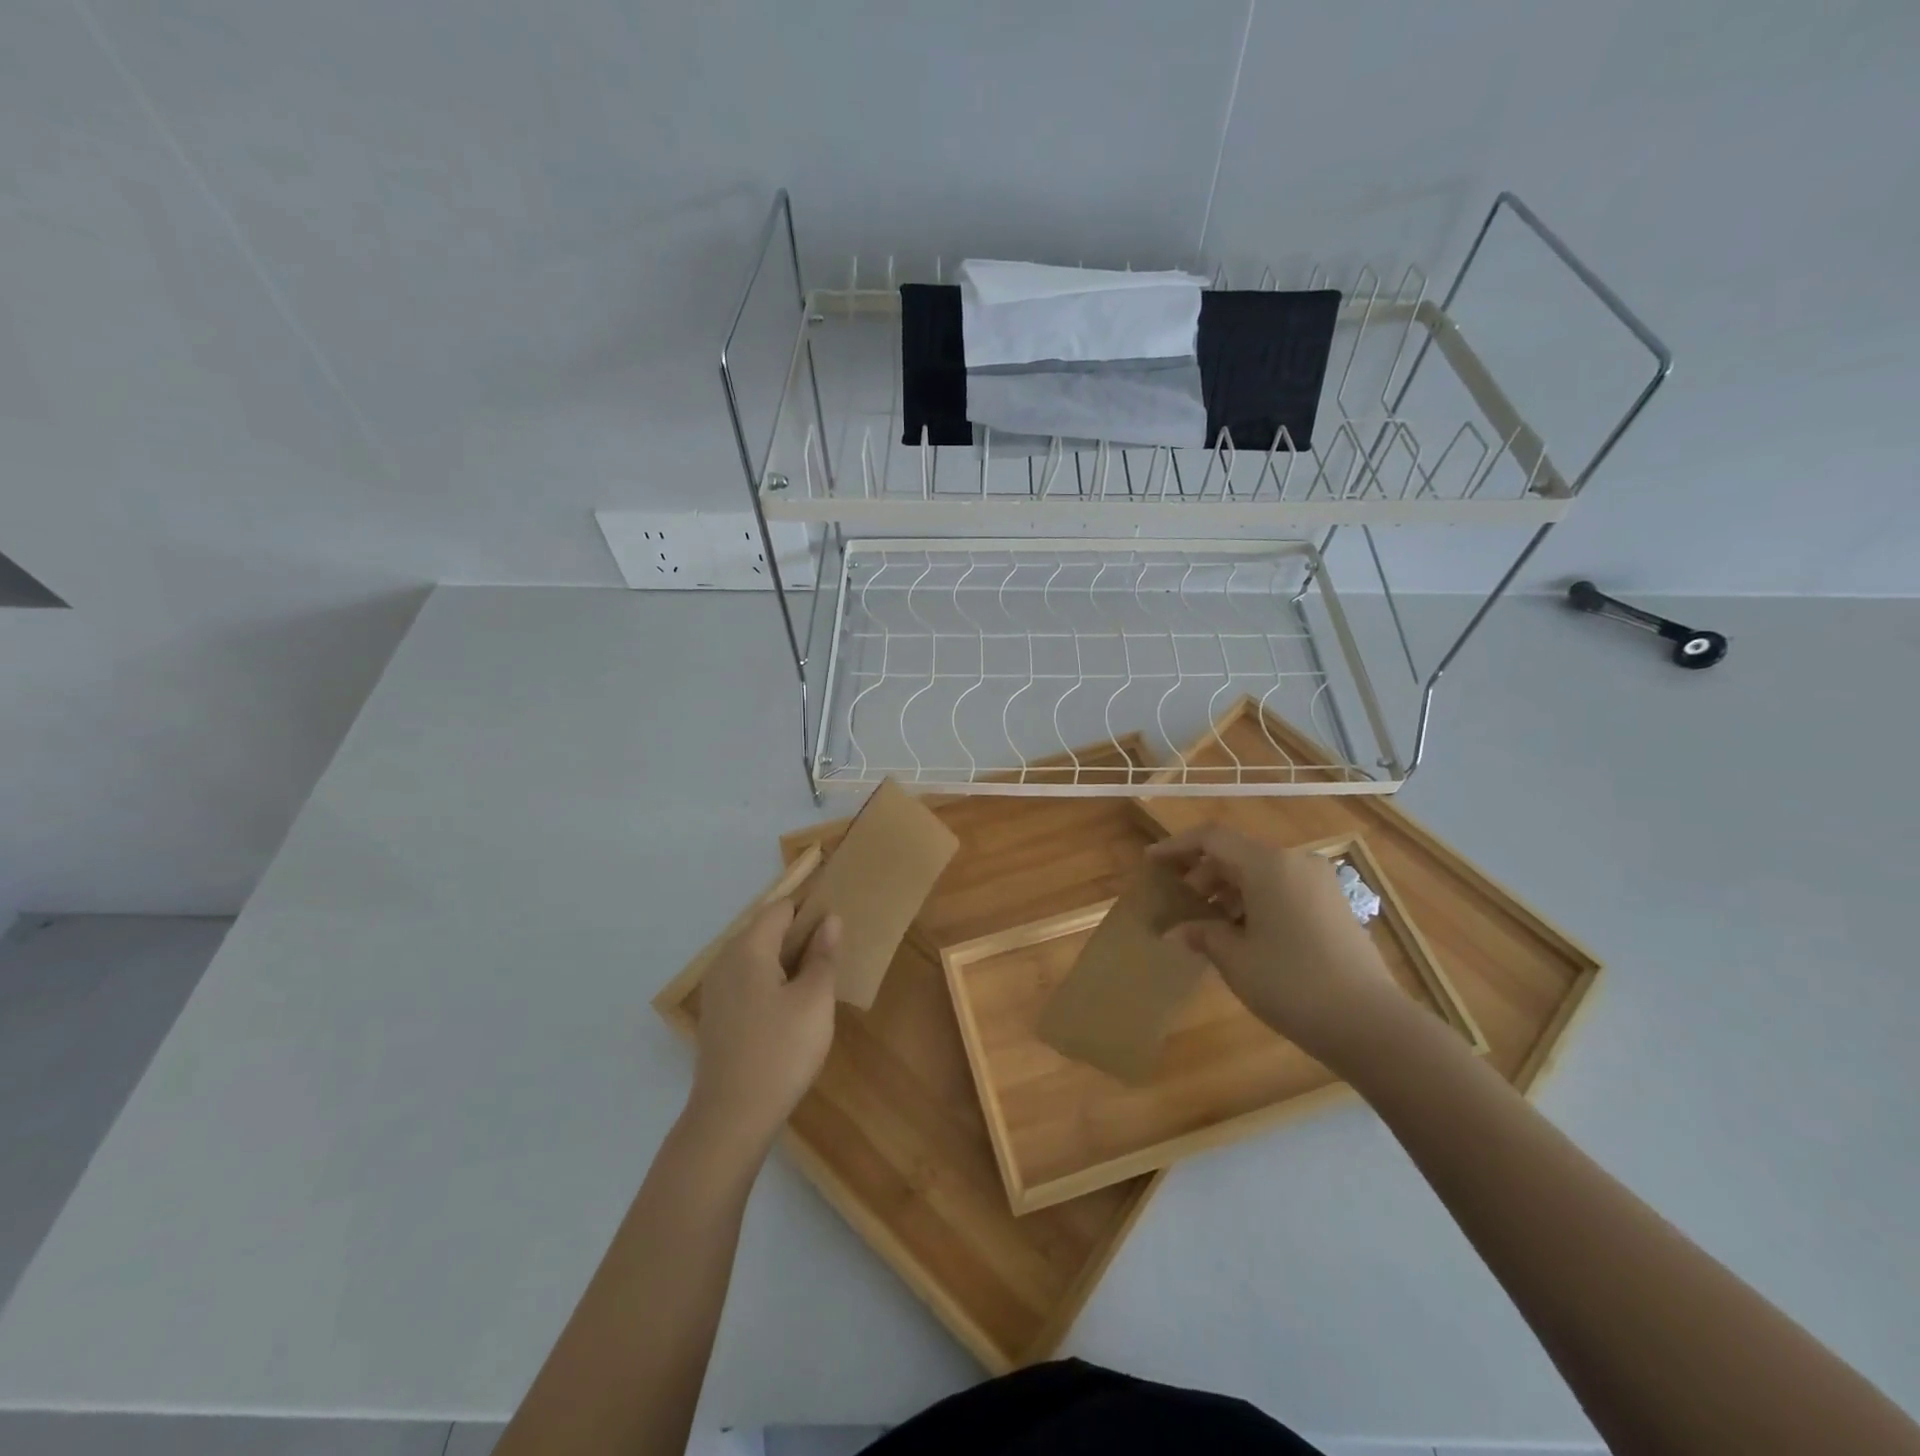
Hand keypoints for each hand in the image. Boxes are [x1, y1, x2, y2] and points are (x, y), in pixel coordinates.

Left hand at [689, 901, 839, 1151]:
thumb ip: (822, 955)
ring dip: (787, 961)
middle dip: (800, 936)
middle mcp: (726, 960)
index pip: (781, 908)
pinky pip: (748, 981)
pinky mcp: (717, 1015)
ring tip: (818, 981)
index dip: (811, 910)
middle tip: (833, 956)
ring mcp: (717, 989)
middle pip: (766, 930)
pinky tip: (792, 1008)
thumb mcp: (815, 1000)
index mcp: (748, 948)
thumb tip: (830, 920)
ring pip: (757, 957)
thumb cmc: (781, 1051)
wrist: (731, 1118)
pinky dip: (771, 982)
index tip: (838, 926)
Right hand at [1148, 824, 1404, 1070]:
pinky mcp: (1334, 904)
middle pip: (1236, 853)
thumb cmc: (1293, 985)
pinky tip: (1243, 933)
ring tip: (1208, 923)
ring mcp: (1319, 883)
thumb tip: (1180, 929)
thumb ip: (1203, 934)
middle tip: (1179, 903)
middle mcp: (1296, 862)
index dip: (1176, 846)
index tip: (1151, 862)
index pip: (1212, 838)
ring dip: (1228, 889)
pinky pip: (1282, 887)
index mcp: (1269, 865)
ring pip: (1261, 872)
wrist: (1372, 1025)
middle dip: (1202, 874)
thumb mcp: (1236, 960)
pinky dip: (1255, 900)